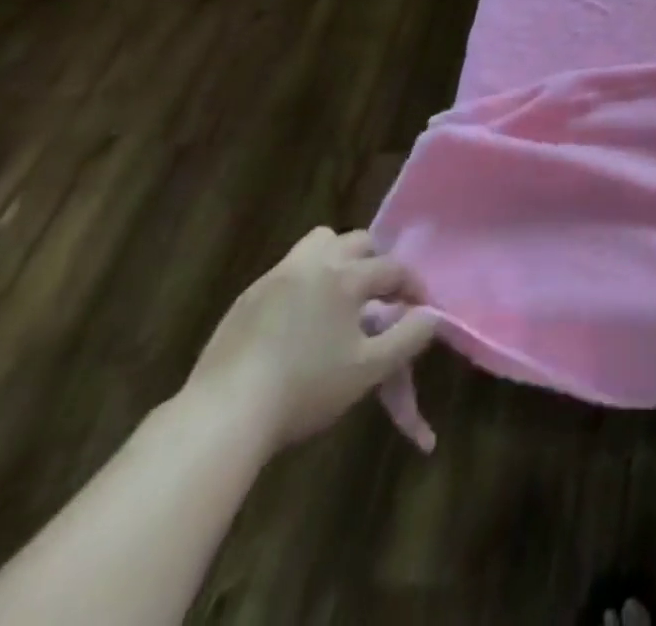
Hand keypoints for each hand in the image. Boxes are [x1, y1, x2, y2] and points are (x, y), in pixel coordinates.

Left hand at [185, 227, 435, 453]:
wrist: (223, 415)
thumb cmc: (305, 389)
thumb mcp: (369, 370)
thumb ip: (409, 338)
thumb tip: (432, 315)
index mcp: (346, 276)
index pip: (393, 269)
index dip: (413, 287)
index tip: (421, 310)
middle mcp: (314, 263)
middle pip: (357, 241)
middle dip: (377, 263)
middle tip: (381, 298)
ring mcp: (276, 276)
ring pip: (319, 243)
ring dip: (338, 259)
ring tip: (341, 296)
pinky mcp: (248, 296)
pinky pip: (289, 271)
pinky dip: (306, 282)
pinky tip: (301, 320)